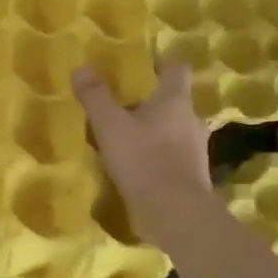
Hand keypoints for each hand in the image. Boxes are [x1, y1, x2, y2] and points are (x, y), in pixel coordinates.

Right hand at [73, 62, 212, 248]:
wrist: (175, 214)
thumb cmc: (144, 159)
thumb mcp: (110, 125)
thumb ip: (95, 96)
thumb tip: (82, 68)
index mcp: (175, 100)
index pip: (177, 68)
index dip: (160, 63)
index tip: (142, 66)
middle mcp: (191, 120)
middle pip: (174, 100)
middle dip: (151, 101)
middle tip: (123, 105)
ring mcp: (196, 149)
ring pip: (174, 129)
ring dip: (154, 130)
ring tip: (126, 138)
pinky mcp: (192, 175)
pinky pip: (173, 155)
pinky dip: (157, 155)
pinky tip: (136, 167)